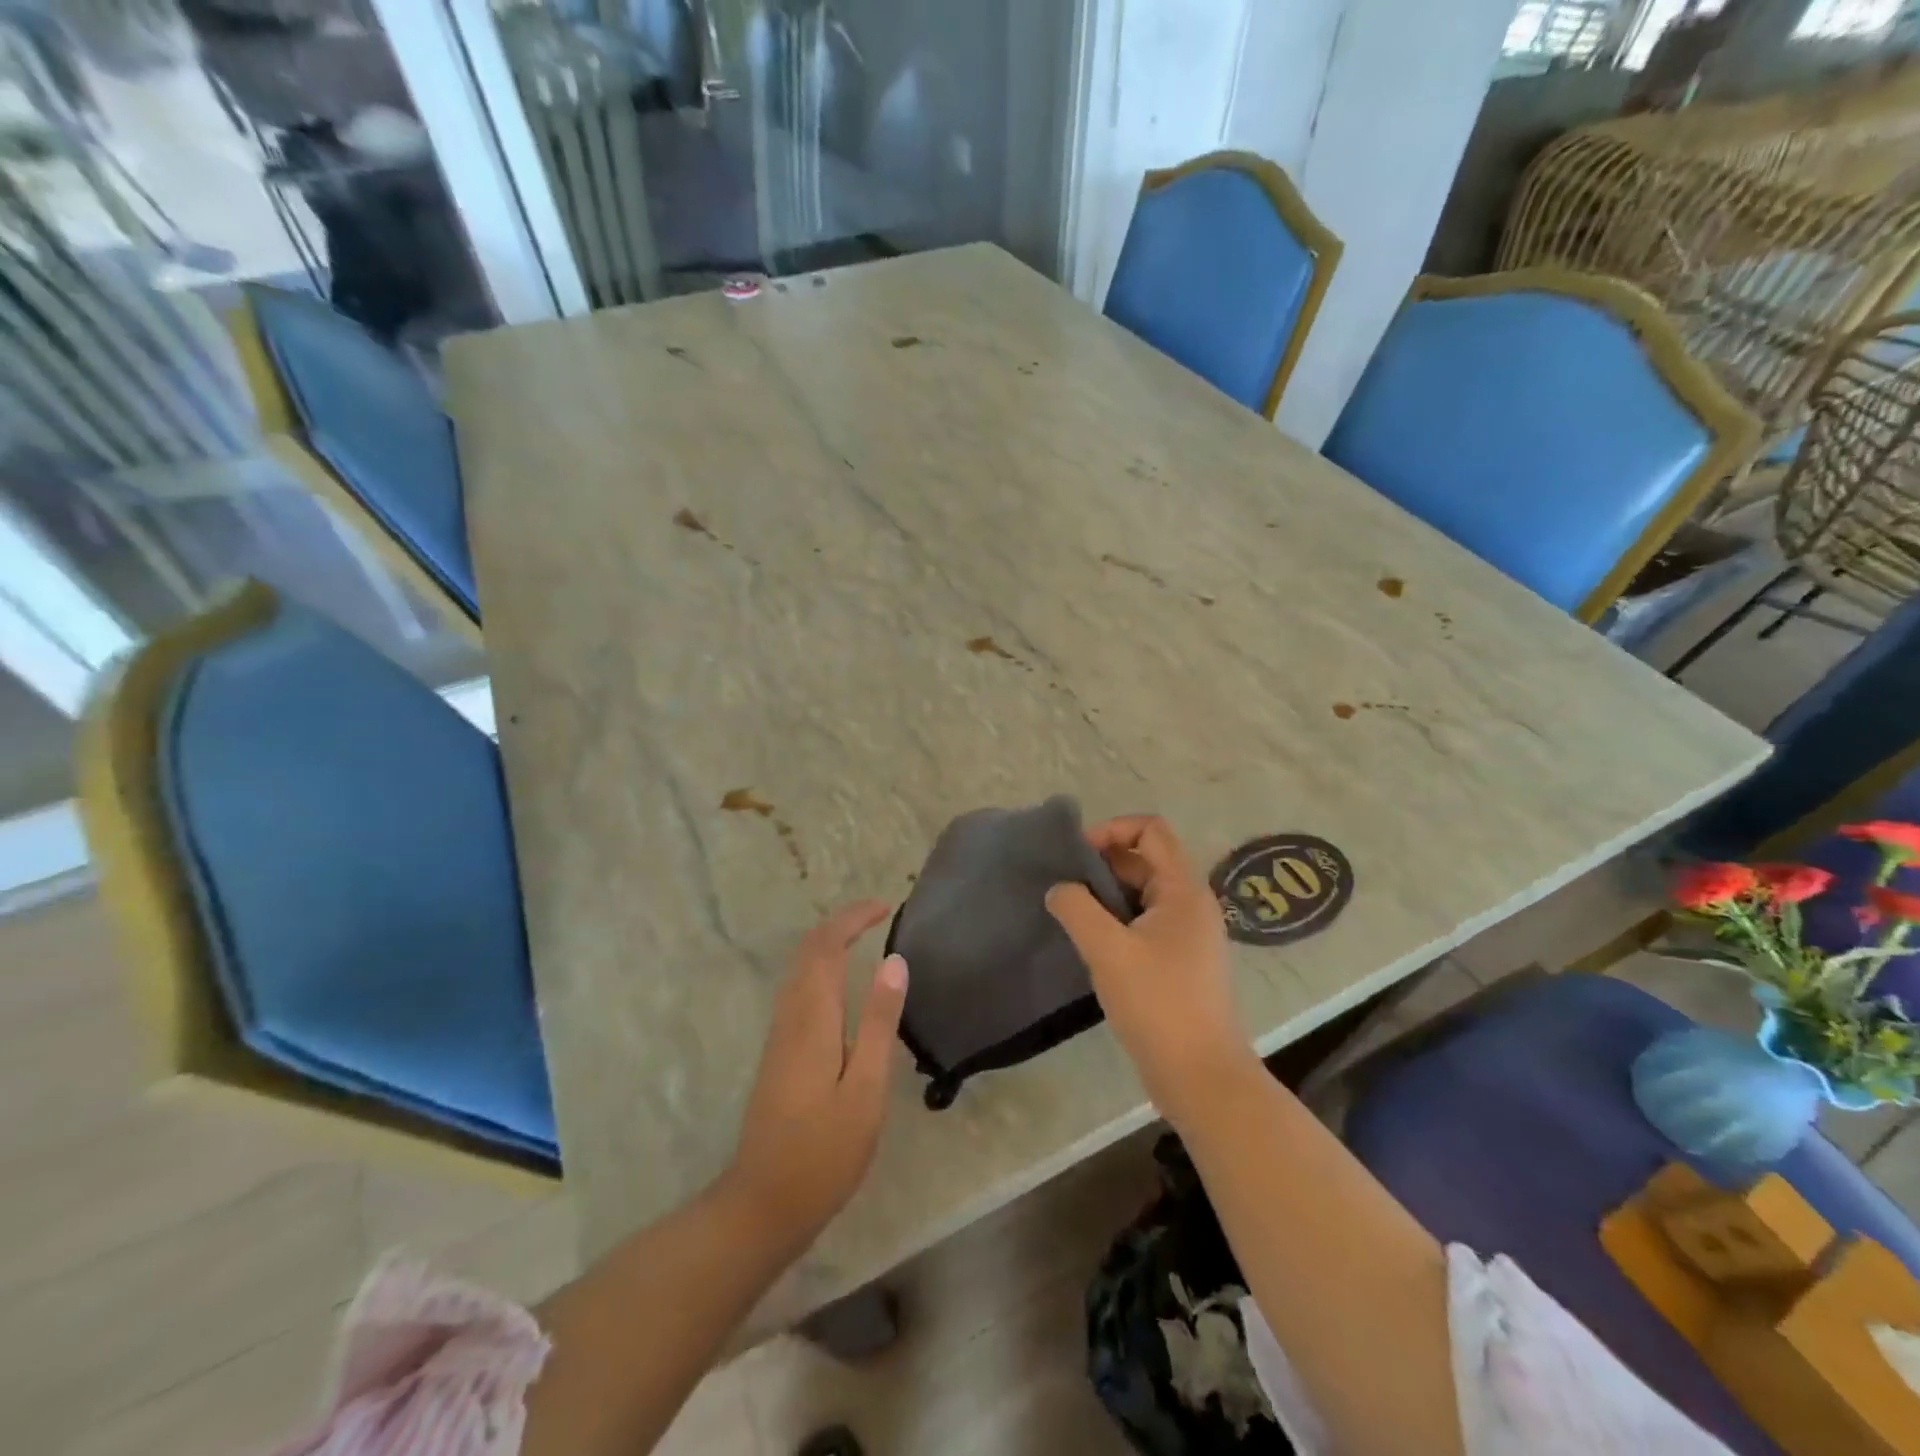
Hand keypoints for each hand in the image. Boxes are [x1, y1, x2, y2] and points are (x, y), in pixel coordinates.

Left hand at [725, 901, 907, 1252]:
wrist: (763, 1204)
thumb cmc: (824, 1150)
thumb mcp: (864, 1087)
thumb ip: (878, 1021)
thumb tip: (895, 961)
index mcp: (812, 1018)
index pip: (825, 946)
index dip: (852, 918)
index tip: (886, 906)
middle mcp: (790, 1016)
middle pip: (808, 951)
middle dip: (840, 924)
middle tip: (879, 915)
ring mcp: (780, 1035)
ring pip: (799, 969)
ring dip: (829, 943)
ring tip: (865, 938)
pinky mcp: (779, 1053)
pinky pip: (798, 990)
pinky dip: (821, 968)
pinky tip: (842, 985)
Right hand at [1046, 816, 1252, 1124]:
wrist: (1200, 1076)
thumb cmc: (1157, 1003)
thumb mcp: (1108, 950)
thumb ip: (1077, 909)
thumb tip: (1059, 889)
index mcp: (1183, 890)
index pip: (1151, 830)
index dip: (1112, 830)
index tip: (1077, 855)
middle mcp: (1191, 904)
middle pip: (1145, 860)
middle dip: (1102, 865)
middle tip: (1064, 888)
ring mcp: (1188, 935)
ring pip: (1142, 894)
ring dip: (1106, 896)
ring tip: (1071, 915)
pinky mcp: (1180, 962)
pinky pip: (1144, 923)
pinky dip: (1117, 921)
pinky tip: (1091, 944)